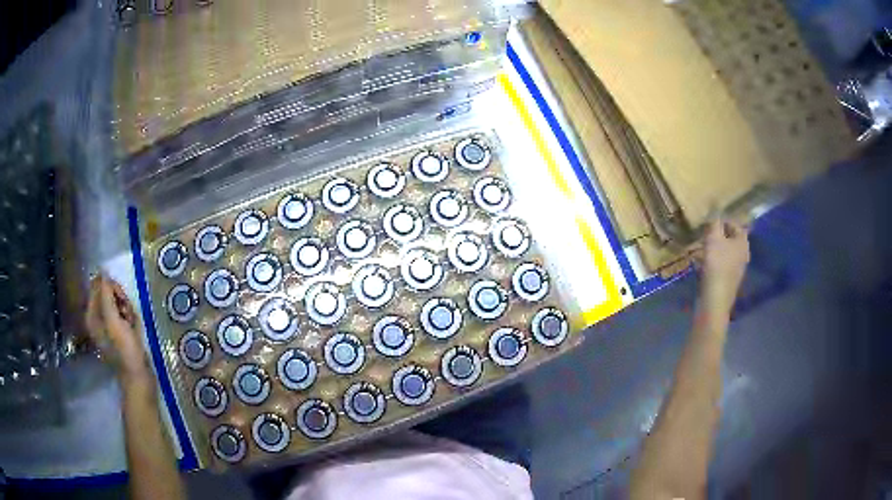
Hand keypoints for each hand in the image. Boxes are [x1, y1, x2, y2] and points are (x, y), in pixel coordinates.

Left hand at [86, 274, 152, 384]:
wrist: (139, 377)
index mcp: (91, 315)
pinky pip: (124, 315)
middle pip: (108, 294)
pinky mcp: (119, 332)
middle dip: (121, 300)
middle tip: (127, 314)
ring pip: (118, 304)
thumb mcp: (114, 320)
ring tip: (132, 324)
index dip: (111, 288)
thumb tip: (104, 273)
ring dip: (128, 310)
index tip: (121, 299)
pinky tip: (135, 328)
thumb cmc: (124, 350)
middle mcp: (97, 318)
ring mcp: (108, 326)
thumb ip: (107, 295)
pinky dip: (131, 318)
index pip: (99, 286)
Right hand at [700, 218, 749, 314]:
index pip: (734, 223)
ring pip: (725, 251)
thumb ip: (714, 222)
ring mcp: (737, 268)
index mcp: (743, 242)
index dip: (722, 219)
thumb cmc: (717, 266)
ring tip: (700, 247)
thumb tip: (715, 207)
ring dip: (714, 248)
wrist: (715, 300)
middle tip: (704, 233)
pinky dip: (713, 260)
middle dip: (717, 234)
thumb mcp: (713, 239)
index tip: (709, 220)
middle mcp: (743, 254)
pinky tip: (702, 264)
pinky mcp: (728, 280)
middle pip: (730, 238)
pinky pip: (721, 264)